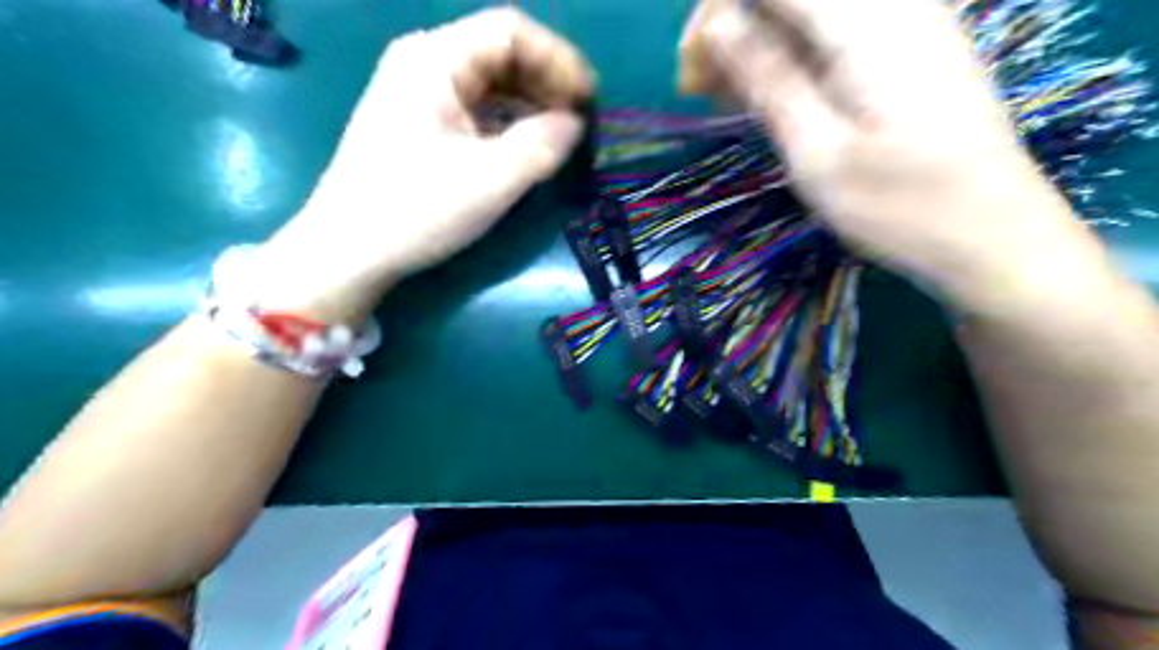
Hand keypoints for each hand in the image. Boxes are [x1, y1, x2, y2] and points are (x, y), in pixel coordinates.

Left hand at [258, 9, 590, 322]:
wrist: (348, 251)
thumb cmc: (416, 210)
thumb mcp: (491, 180)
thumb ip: (543, 144)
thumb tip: (575, 123)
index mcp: (434, 59)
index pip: (510, 30)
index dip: (558, 59)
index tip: (589, 100)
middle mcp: (423, 63)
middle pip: (499, 52)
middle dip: (546, 82)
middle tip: (577, 121)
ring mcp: (416, 93)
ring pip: (487, 81)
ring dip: (529, 102)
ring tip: (557, 135)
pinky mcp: (417, 123)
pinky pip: (473, 107)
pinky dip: (505, 121)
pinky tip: (522, 146)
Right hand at [681, 0, 1077, 298]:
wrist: (991, 235)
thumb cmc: (900, 206)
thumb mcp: (817, 153)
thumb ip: (768, 80)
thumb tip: (716, 25)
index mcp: (867, 23)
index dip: (718, 12)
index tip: (690, 71)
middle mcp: (891, 6)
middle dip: (733, 27)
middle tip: (702, 89)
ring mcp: (905, 23)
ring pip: (806, 12)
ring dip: (758, 45)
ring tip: (727, 99)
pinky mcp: (907, 49)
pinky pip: (831, 32)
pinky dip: (789, 57)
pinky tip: (768, 97)